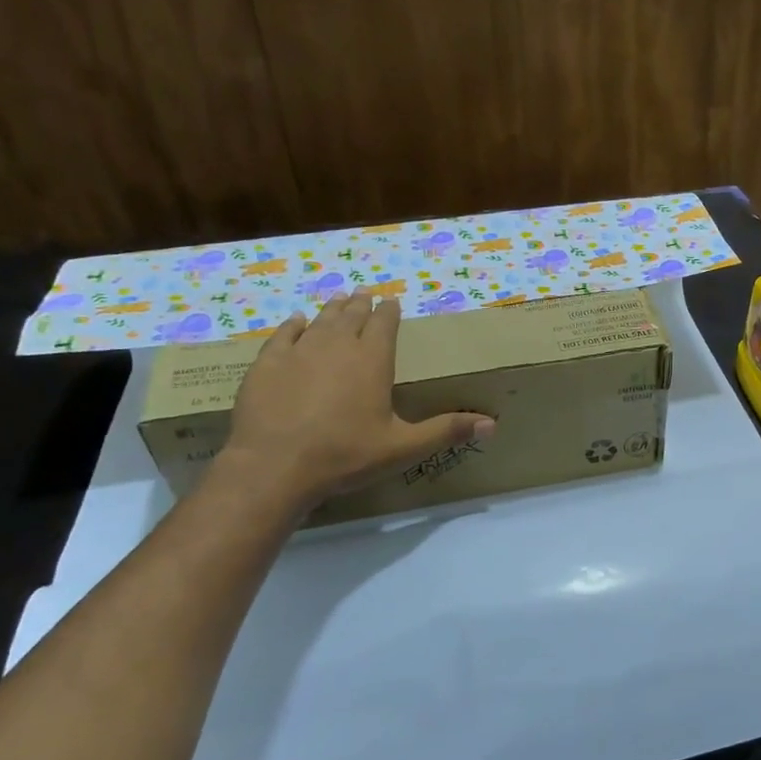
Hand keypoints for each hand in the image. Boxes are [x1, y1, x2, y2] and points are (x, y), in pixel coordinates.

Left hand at [218, 291, 493, 509]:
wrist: (275, 466)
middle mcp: (337, 346)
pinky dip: (294, 325)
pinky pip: (284, 335)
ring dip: (332, 309)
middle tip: (365, 294)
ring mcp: (299, 352)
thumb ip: (446, 431)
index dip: (389, 312)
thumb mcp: (403, 447)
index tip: (392, 302)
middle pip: (351, 316)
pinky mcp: (267, 364)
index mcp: (372, 360)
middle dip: (360, 305)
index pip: (384, 325)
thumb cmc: (346, 455)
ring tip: (338, 299)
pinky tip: (297, 321)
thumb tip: (492, 424)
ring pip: (320, 321)